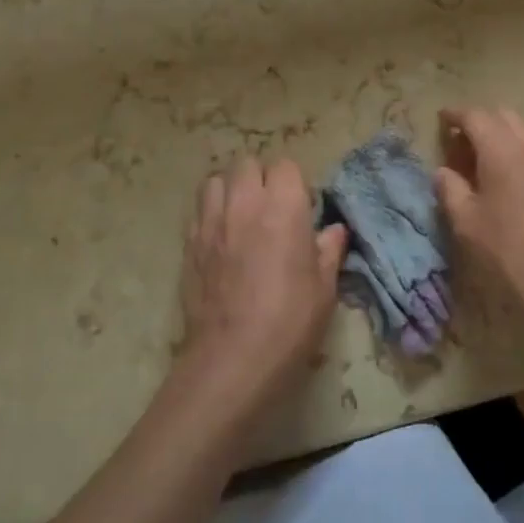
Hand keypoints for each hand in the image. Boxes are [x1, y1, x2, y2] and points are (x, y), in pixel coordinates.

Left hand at [177, 156, 346, 417]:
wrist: (232, 359)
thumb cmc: (289, 322)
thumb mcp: (325, 288)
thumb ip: (329, 250)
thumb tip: (334, 230)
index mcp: (283, 206)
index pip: (285, 166)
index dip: (294, 184)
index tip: (300, 208)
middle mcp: (244, 203)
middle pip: (247, 163)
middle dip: (260, 178)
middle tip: (271, 208)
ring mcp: (211, 221)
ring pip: (216, 180)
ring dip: (230, 189)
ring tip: (241, 216)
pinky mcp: (189, 243)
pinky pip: (198, 211)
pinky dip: (211, 214)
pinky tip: (221, 239)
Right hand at [434, 107, 523, 356]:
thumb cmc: (509, 253)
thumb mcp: (467, 223)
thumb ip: (450, 189)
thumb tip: (443, 171)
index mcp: (503, 151)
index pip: (476, 117)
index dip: (456, 115)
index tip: (441, 119)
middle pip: (504, 116)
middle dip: (480, 121)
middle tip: (459, 143)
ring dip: (501, 135)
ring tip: (481, 161)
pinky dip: (518, 150)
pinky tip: (507, 179)